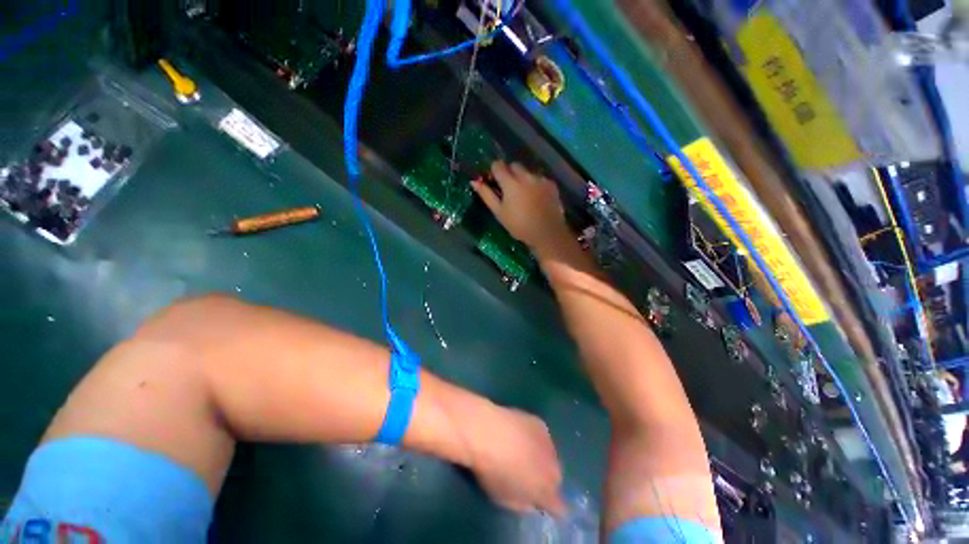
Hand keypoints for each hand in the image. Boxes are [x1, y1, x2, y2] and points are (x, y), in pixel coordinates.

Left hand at [467, 404, 566, 515]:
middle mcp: (553, 468)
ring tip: (522, 452)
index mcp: (545, 492)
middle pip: (556, 478)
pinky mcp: (541, 424)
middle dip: (545, 479)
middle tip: (527, 475)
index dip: (551, 506)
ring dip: (541, 457)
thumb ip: (523, 504)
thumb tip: (532, 502)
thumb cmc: (492, 471)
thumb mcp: (504, 499)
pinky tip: (520, 434)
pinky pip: (542, 436)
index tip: (541, 502)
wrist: (487, 432)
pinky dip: (535, 438)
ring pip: (550, 455)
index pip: (560, 507)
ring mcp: (549, 443)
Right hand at [472, 161, 572, 255]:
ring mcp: (540, 178)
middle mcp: (526, 175)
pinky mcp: (551, 184)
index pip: (498, 165)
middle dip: (509, 173)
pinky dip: (535, 184)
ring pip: (527, 172)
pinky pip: (539, 178)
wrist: (547, 233)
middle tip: (509, 190)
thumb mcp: (499, 212)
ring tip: (524, 196)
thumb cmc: (519, 225)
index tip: (494, 182)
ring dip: (523, 179)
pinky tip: (536, 199)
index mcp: (510, 182)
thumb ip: (486, 194)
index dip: (494, 171)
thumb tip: (474, 181)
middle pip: (514, 165)